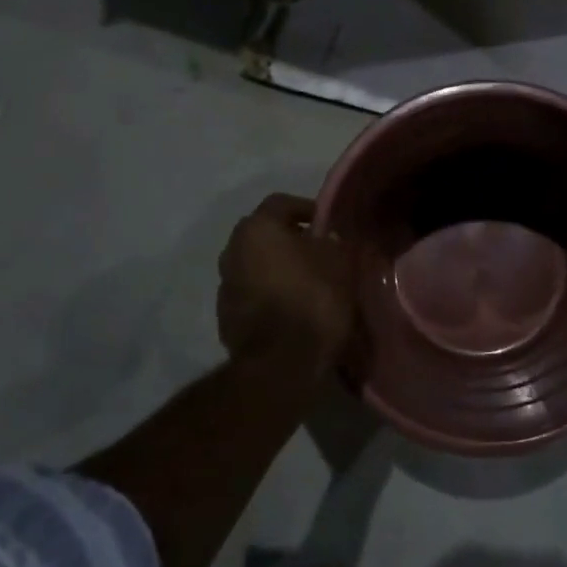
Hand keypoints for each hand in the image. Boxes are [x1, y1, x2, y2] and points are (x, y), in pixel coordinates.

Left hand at [217, 194, 354, 377]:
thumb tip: (334, 238)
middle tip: (321, 252)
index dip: (309, 209)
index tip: (330, 226)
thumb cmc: (314, 299)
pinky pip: (253, 293)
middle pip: (265, 234)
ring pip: (257, 265)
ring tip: (309, 283)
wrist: (282, 363)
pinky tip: (294, 308)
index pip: (282, 202)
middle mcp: (232, 250)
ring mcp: (225, 285)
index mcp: (257, 228)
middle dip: (292, 240)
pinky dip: (271, 294)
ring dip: (279, 268)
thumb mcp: (342, 262)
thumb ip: (337, 241)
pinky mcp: (226, 317)